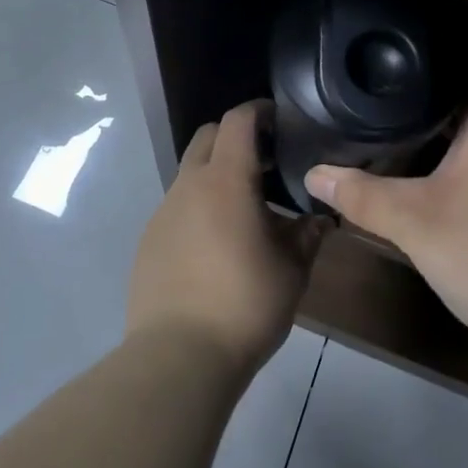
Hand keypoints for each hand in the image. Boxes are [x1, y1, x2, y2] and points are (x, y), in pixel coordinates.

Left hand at [127, 101, 329, 375]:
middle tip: (264, 162)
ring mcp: (163, 213)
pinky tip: (215, 246)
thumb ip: (308, 235)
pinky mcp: (148, 241)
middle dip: (234, 137)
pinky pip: (177, 208)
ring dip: (215, 176)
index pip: (237, 121)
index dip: (258, 110)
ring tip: (243, 211)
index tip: (278, 118)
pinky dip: (198, 208)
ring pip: (190, 174)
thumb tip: (319, 219)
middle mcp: (188, 186)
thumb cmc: (245, 303)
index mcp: (226, 180)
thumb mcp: (292, 269)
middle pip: (207, 137)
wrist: (179, 356)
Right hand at [304, 79, 467, 354]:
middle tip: (380, 93)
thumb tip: (314, 174)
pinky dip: (456, 164)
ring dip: (442, 134)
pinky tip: (428, 178)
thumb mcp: (414, 223)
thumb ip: (363, 196)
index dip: (435, 58)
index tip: (395, 58)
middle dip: (427, 98)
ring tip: (394, 127)